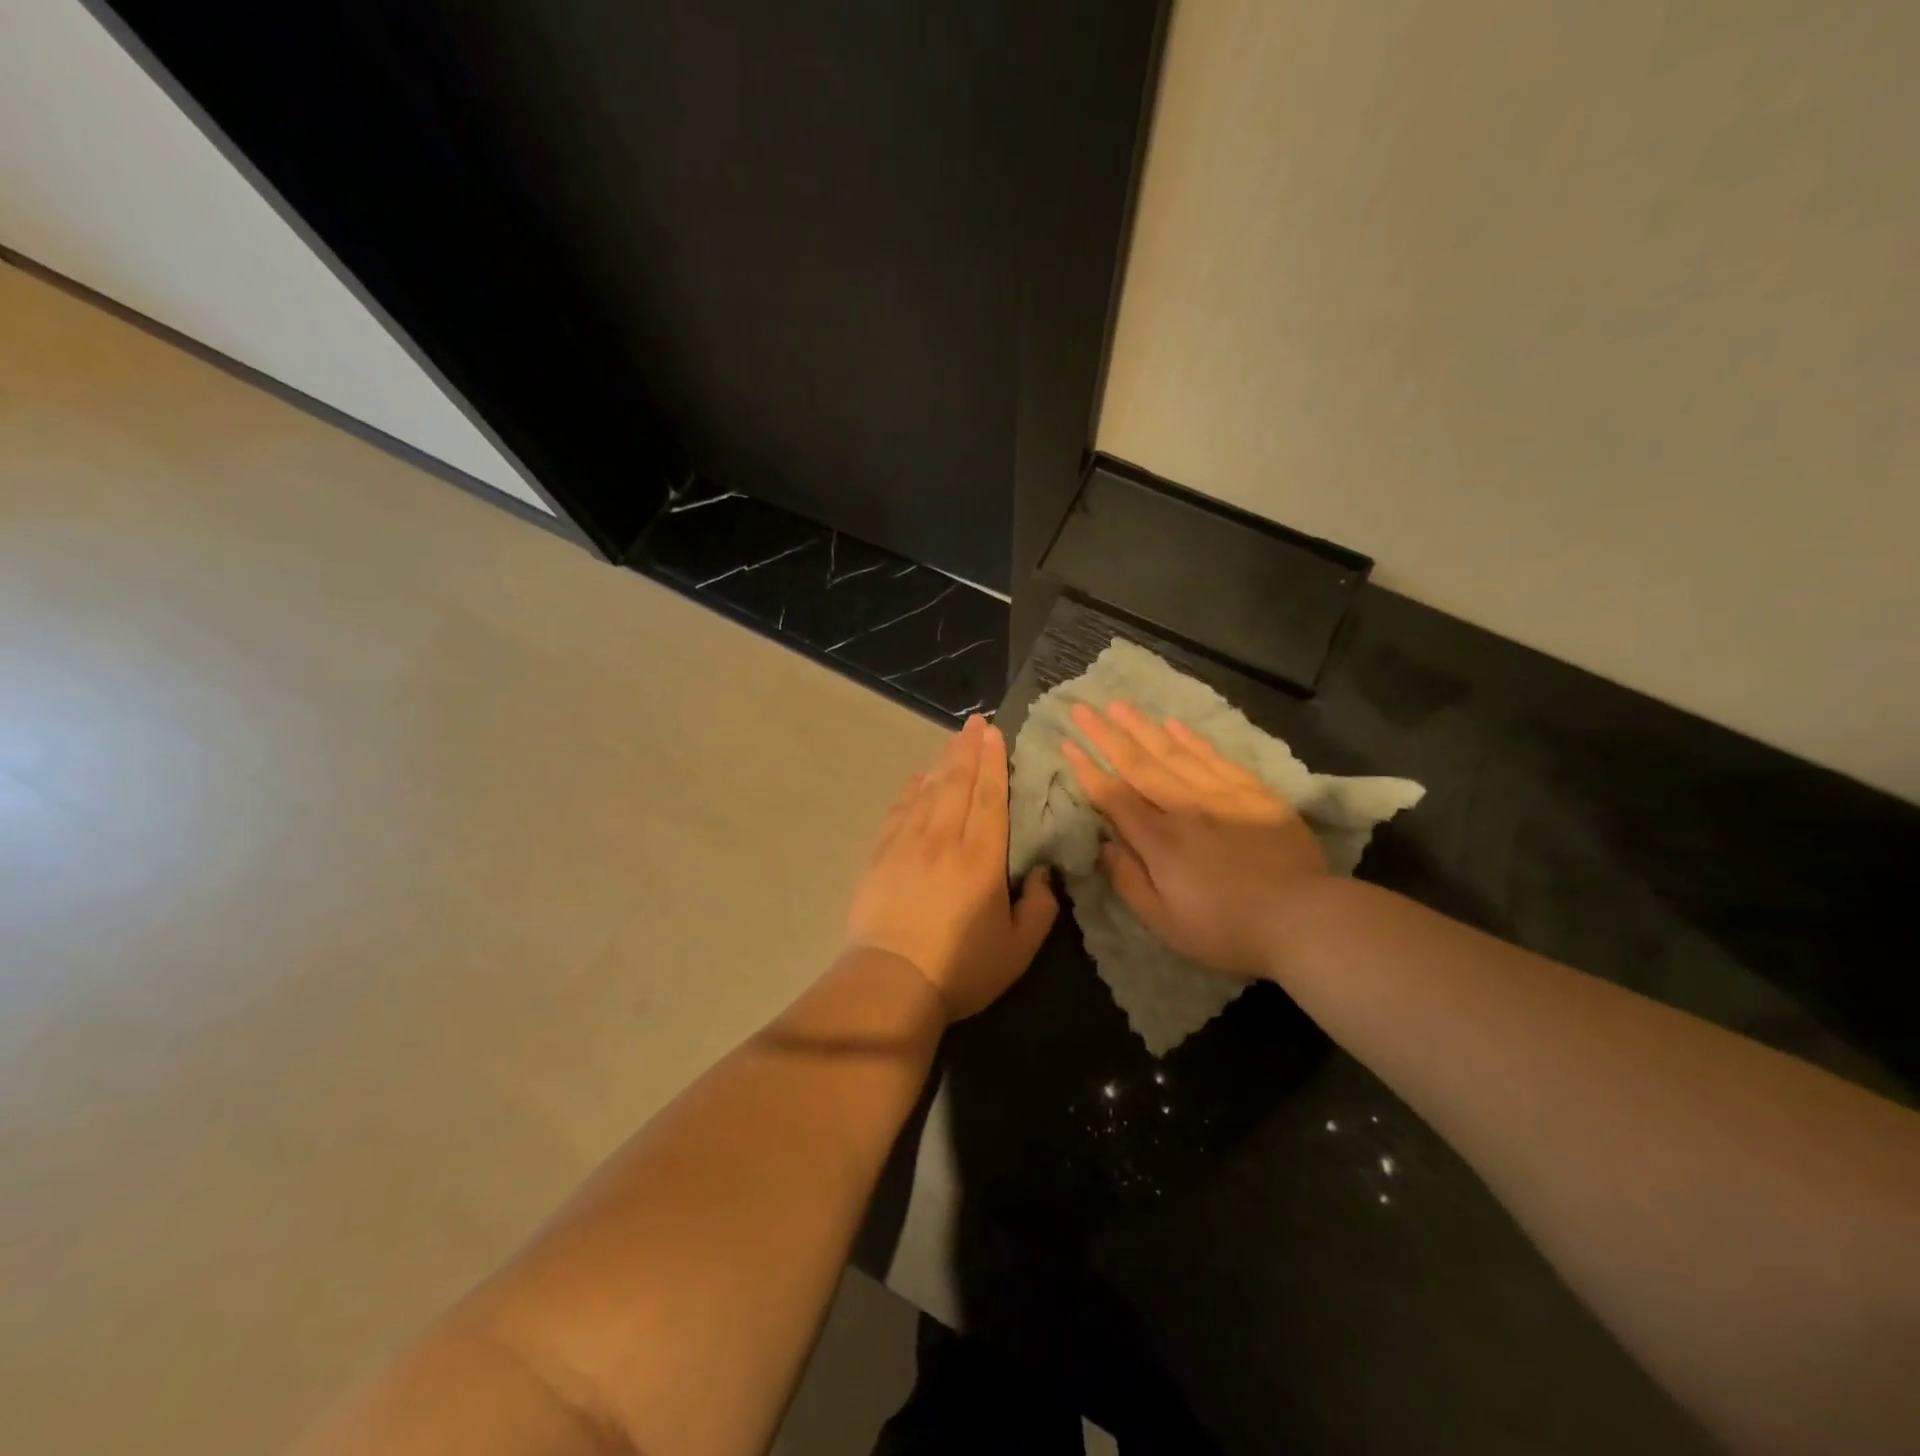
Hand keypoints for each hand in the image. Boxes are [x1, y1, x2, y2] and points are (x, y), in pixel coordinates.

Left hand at [848, 715, 1058, 1018]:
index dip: (993, 763)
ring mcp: (907, 845)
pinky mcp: (880, 856)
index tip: (995, 733)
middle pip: (957, 784)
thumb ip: (1040, 908)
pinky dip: (911, 790)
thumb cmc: (961, 969)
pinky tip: (918, 778)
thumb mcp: (1018, 949)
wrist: (891, 982)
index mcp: (981, 859)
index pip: (989, 798)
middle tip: (976, 721)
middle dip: (968, 749)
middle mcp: (943, 840)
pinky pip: (899, 811)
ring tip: (954, 740)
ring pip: (928, 791)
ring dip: (942, 762)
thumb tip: (1044, 873)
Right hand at [1062, 702, 1328, 979]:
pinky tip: (1173, 725)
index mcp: (1159, 841)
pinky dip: (1191, 740)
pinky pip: (1214, 758)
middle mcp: (1183, 808)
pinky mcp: (1253, 793)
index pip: (1113, 797)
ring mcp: (1220, 795)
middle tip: (1082, 707)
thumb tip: (1105, 845)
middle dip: (1106, 735)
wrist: (1304, 919)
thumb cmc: (1227, 930)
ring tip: (1118, 704)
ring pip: (1172, 752)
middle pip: (1138, 764)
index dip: (1087, 770)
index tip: (1067, 744)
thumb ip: (1129, 882)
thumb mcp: (1165, 923)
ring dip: (1142, 727)